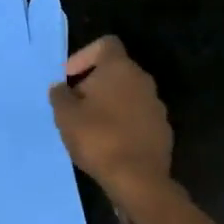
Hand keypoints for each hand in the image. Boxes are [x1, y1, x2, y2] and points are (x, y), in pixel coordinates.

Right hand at [48, 36, 172, 198]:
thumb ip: (60, 96)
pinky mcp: (163, 130)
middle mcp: (143, 80)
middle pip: (116, 71)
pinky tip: (109, 144)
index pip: (105, 44)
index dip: (84, 55)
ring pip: (128, 95)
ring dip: (109, 104)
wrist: (138, 179)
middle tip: (75, 106)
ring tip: (90, 128)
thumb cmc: (98, 138)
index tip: (70, 77)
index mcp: (120, 68)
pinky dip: (123, 123)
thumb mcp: (65, 116)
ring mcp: (157, 105)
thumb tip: (61, 88)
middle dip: (93, 84)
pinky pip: (138, 117)